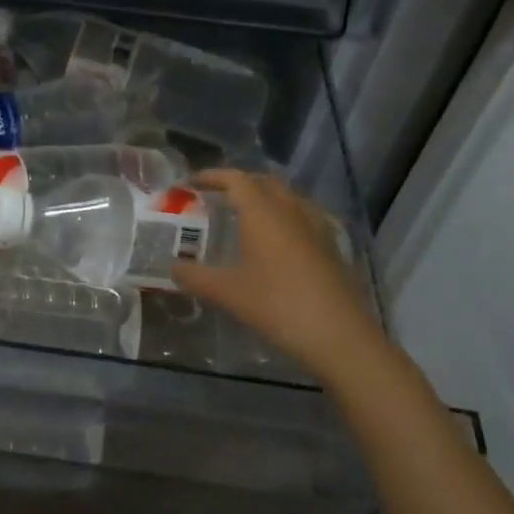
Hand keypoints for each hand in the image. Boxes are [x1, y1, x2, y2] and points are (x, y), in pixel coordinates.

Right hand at [171, 170, 378, 371]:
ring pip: (289, 197)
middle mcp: (291, 210)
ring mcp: (317, 227)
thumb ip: (196, 277)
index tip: (191, 183)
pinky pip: (306, 216)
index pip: (236, 179)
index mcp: (263, 212)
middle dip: (240, 183)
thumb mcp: (228, 293)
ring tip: (248, 214)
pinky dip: (288, 216)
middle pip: (265, 182)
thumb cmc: (278, 306)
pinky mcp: (333, 247)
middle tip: (219, 196)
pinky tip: (281, 239)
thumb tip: (172, 268)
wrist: (340, 336)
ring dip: (266, 197)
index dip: (212, 176)